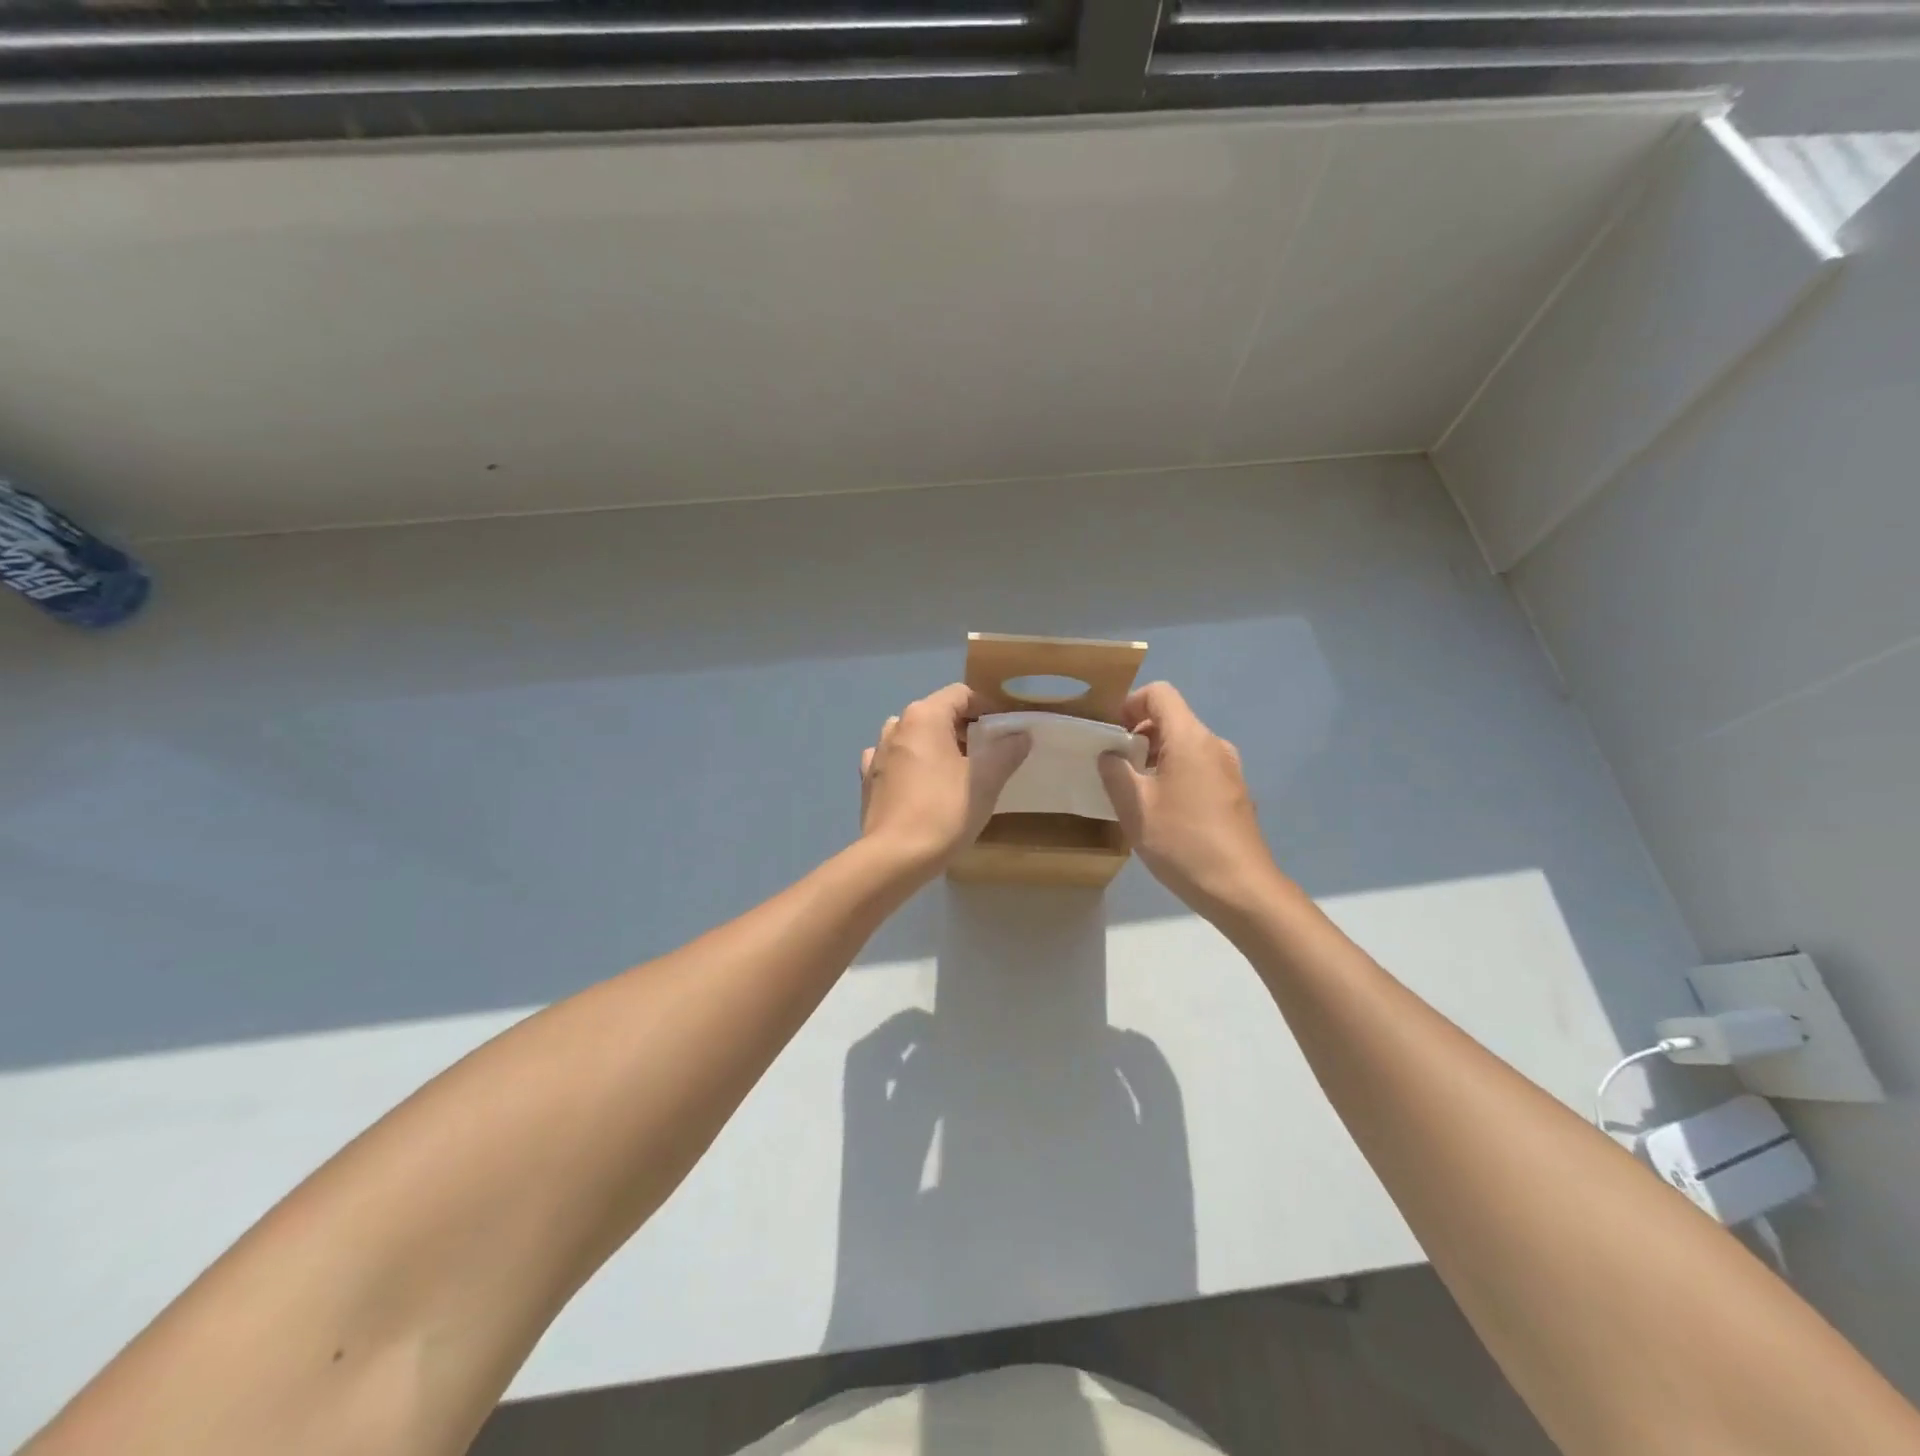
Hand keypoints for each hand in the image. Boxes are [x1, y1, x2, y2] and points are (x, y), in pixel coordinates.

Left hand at [860, 684, 1029, 874]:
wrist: (895, 857)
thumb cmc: (944, 811)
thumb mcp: (986, 780)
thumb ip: (1007, 751)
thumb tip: (1021, 735)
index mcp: (924, 716)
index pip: (961, 694)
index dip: (988, 707)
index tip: (1006, 731)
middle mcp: (897, 725)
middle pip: (937, 714)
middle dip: (964, 729)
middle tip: (989, 755)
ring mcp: (877, 753)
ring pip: (915, 737)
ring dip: (937, 746)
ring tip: (957, 771)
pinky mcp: (869, 780)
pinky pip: (896, 761)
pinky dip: (913, 765)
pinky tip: (923, 785)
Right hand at [1097, 682, 1281, 919]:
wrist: (1240, 888)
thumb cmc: (1182, 842)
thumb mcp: (1134, 807)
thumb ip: (1115, 772)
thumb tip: (1110, 754)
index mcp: (1190, 739)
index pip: (1160, 693)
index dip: (1130, 704)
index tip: (1112, 735)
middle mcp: (1214, 745)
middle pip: (1173, 719)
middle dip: (1139, 734)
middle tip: (1116, 768)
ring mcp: (1229, 769)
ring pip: (1185, 746)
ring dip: (1156, 758)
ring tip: (1136, 793)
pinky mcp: (1234, 793)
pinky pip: (1199, 768)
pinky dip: (1176, 775)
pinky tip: (1164, 812)